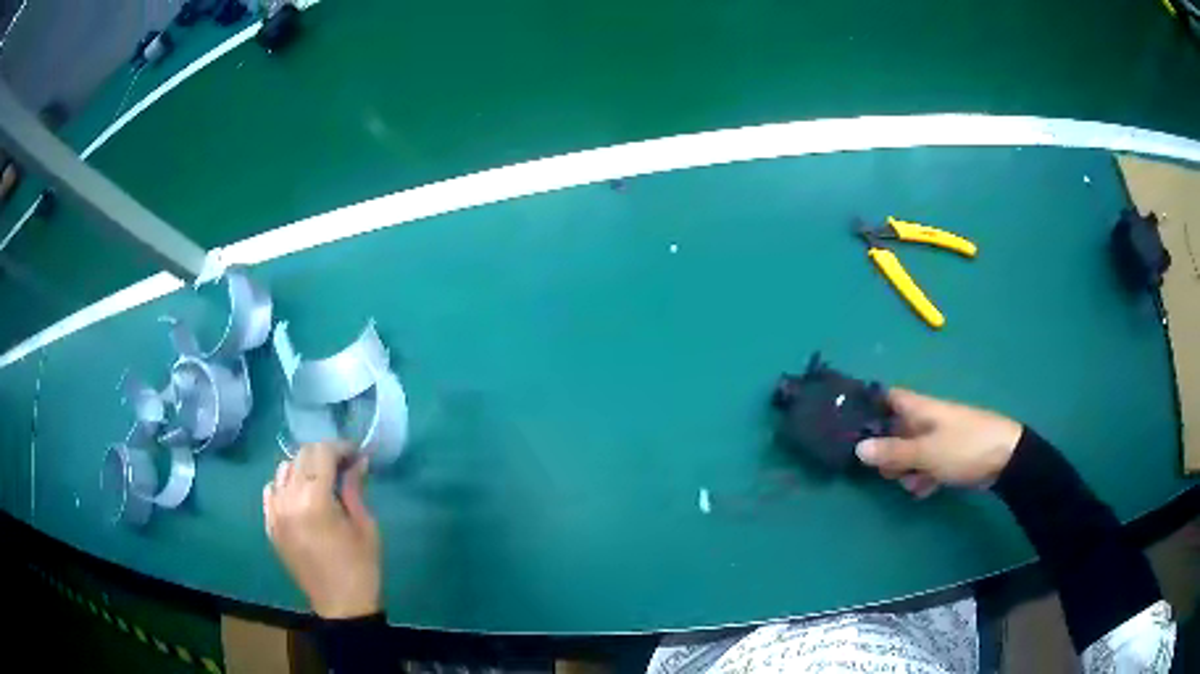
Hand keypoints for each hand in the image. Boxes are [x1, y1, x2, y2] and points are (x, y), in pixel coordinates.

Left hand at [263, 442, 380, 618]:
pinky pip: (271, 491)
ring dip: (303, 468)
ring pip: (283, 470)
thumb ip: (356, 488)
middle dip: (324, 454)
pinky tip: (301, 497)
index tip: (356, 454)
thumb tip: (357, 461)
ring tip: (321, 481)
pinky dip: (285, 485)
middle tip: (343, 466)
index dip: (340, 448)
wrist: (341, 605)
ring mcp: (274, 513)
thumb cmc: (361, 567)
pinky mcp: (270, 525)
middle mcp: (288, 500)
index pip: (321, 454)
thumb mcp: (366, 526)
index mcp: (315, 501)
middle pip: (301, 456)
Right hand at [855, 388, 1022, 497]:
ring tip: (914, 484)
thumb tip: (857, 448)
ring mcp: (938, 436)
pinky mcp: (949, 453)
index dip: (870, 409)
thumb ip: (892, 452)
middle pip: (895, 430)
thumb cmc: (964, 447)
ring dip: (907, 470)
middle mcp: (926, 418)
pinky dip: (923, 476)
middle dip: (888, 453)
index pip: (887, 398)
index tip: (855, 431)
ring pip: (910, 451)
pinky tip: (927, 489)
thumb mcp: (925, 452)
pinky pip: (926, 463)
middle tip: (890, 472)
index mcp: (919, 407)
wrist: (1006, 458)